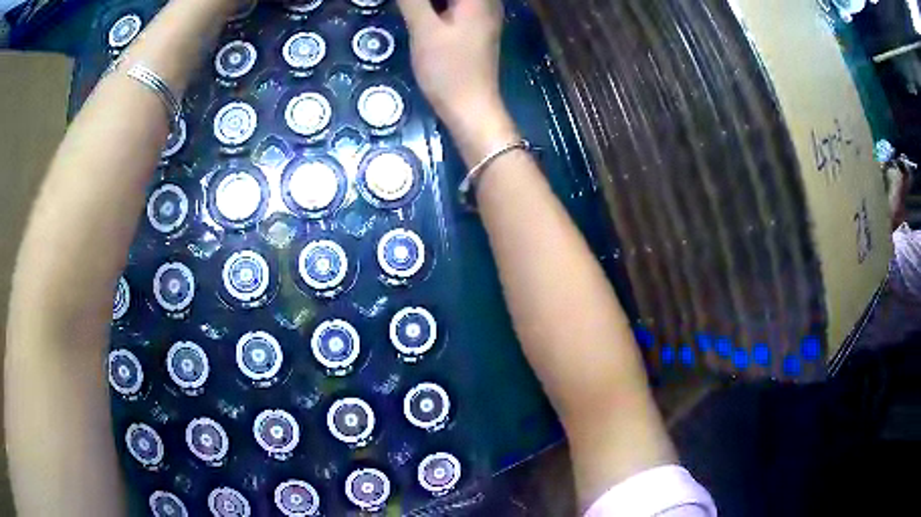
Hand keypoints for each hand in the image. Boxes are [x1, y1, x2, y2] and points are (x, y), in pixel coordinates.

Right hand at [397, 0, 517, 162]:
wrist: (470, 108)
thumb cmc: (449, 69)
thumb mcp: (425, 29)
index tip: (408, 4)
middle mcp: (486, 2)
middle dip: (424, 0)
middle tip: (406, 7)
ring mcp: (482, 14)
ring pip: (452, 1)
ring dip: (427, 4)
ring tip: (408, 9)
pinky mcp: (474, 27)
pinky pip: (454, 7)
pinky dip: (435, 7)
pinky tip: (418, 12)